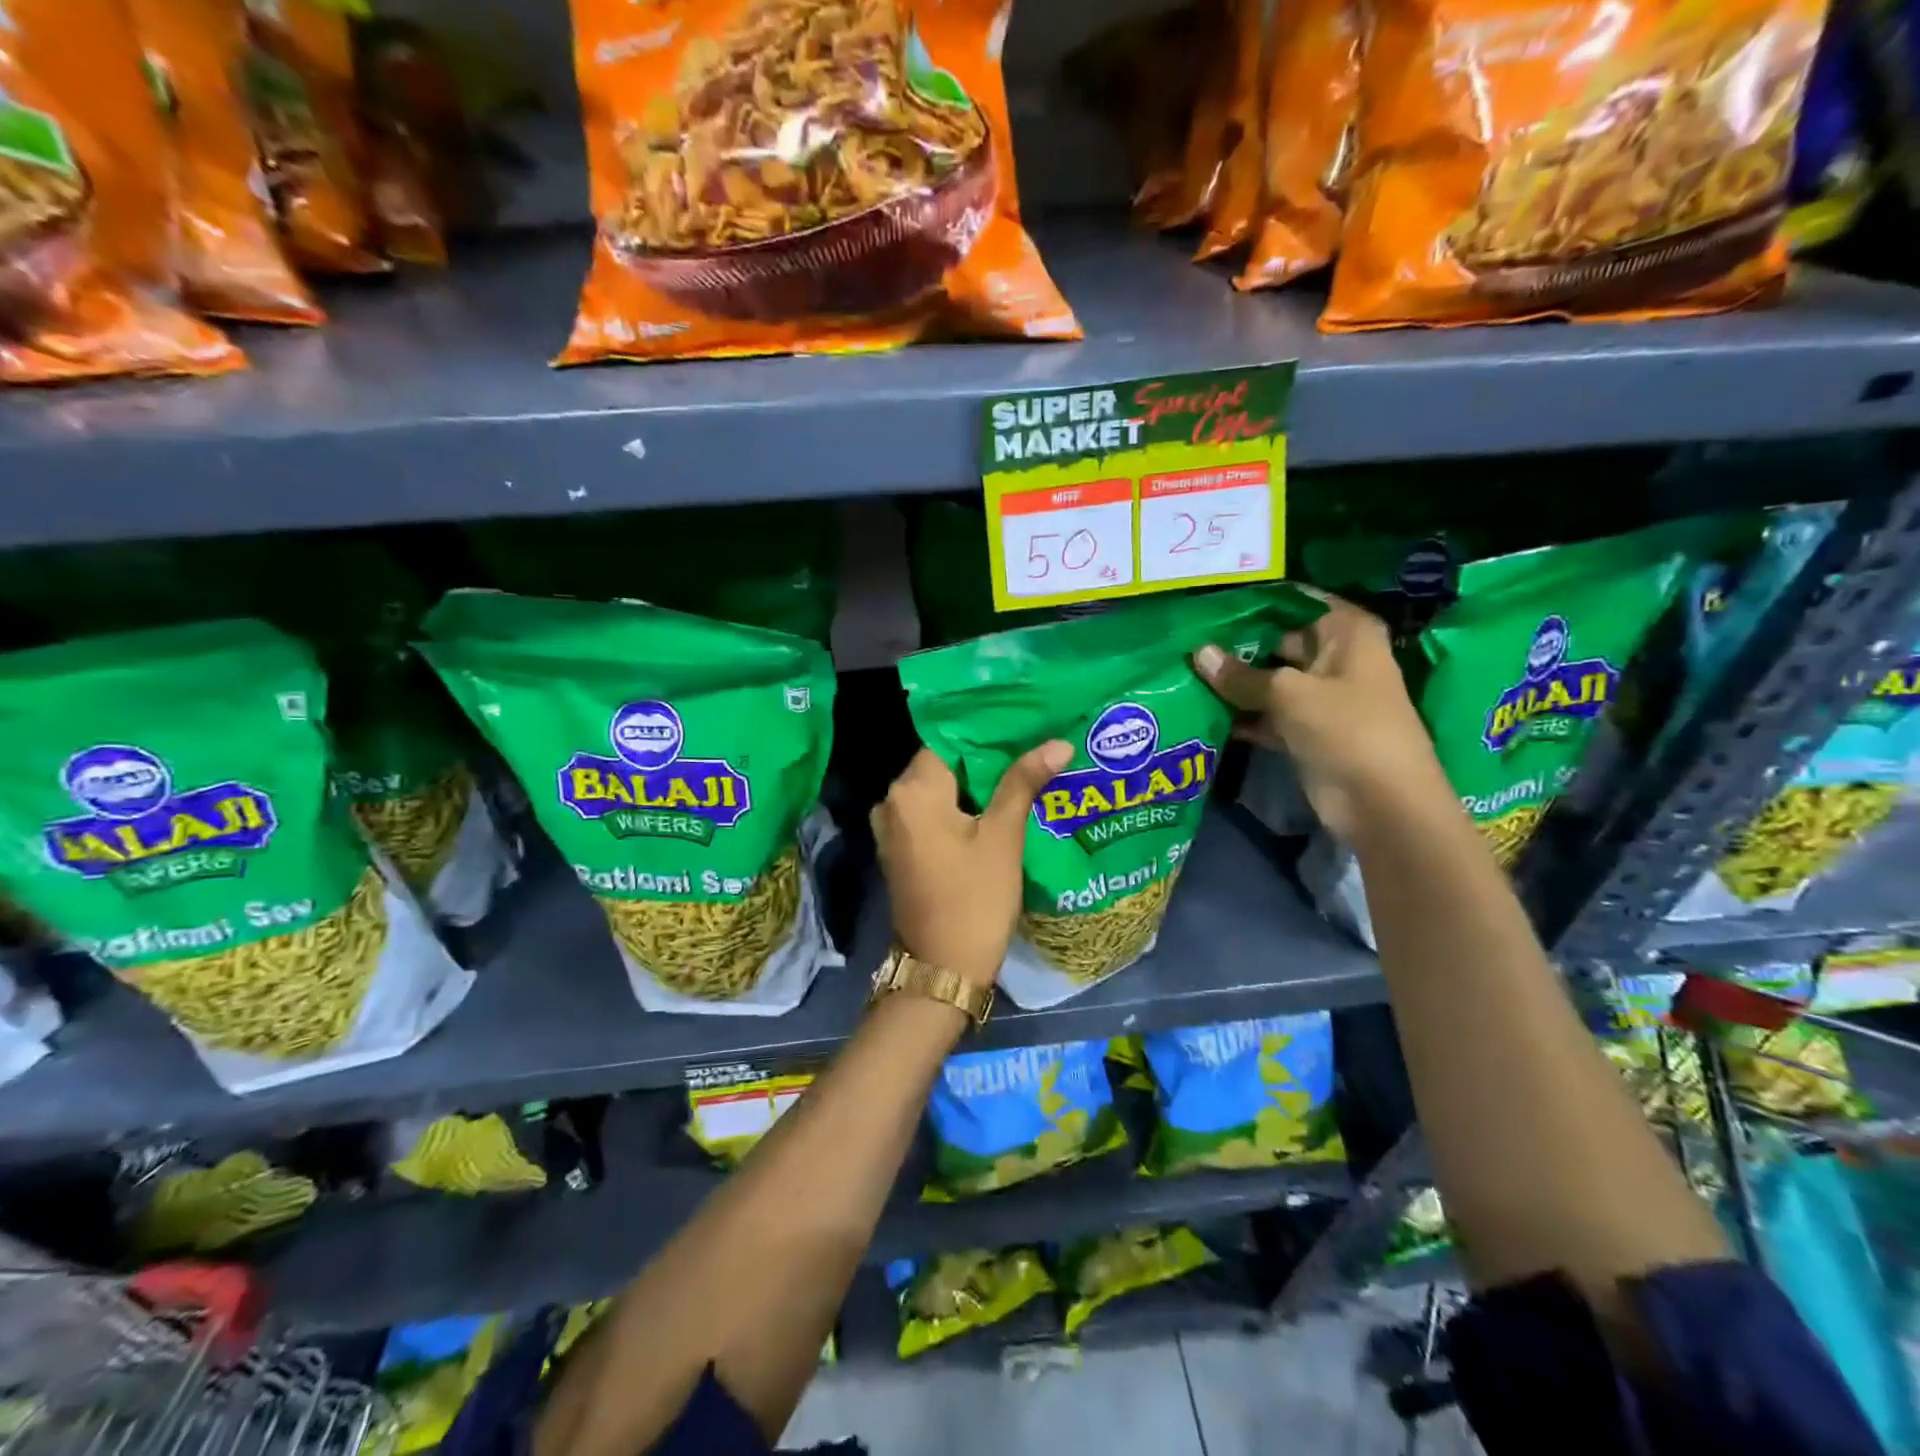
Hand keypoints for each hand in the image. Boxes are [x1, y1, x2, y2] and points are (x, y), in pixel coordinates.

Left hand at [872, 741, 1071, 988]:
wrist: (943, 968)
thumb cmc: (975, 898)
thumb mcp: (1003, 836)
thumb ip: (1023, 782)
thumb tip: (1058, 743)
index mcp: (911, 791)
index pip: (948, 741)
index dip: (986, 735)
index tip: (1023, 728)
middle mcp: (891, 802)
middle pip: (942, 766)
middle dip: (984, 761)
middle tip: (1030, 751)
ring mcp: (891, 829)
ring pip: (938, 792)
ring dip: (974, 787)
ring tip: (1021, 776)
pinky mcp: (899, 851)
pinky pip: (930, 816)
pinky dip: (958, 810)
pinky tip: (996, 810)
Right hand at [1191, 594, 1447, 843]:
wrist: (1382, 804)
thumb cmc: (1347, 730)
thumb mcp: (1290, 694)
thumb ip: (1241, 675)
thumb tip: (1198, 653)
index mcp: (1347, 632)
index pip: (1295, 601)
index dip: (1255, 600)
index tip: (1209, 600)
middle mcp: (1334, 657)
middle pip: (1278, 639)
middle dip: (1236, 643)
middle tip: (1185, 636)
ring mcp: (1319, 696)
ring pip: (1269, 679)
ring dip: (1234, 681)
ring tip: (1183, 670)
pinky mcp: (1305, 731)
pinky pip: (1266, 713)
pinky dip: (1241, 714)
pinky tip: (1201, 708)